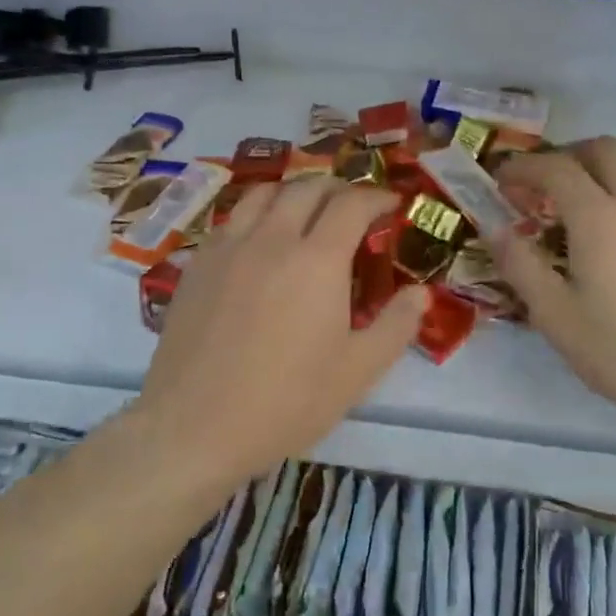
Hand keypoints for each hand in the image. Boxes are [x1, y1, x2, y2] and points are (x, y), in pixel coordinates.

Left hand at [136, 177, 429, 472]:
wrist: (195, 427)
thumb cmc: (286, 402)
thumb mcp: (357, 372)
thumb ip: (396, 325)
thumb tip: (420, 293)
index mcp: (317, 259)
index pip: (352, 204)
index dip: (377, 197)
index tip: (391, 204)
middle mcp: (271, 238)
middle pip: (307, 188)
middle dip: (337, 188)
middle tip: (353, 207)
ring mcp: (227, 248)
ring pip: (263, 193)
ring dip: (293, 193)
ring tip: (305, 211)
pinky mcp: (196, 265)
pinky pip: (231, 220)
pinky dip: (256, 215)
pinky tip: (259, 242)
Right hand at [495, 138, 615, 427]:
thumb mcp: (557, 318)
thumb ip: (521, 267)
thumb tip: (495, 230)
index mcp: (599, 218)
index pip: (555, 168)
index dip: (523, 167)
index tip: (502, 179)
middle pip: (604, 148)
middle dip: (568, 154)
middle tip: (545, 183)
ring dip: (605, 166)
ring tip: (586, 198)